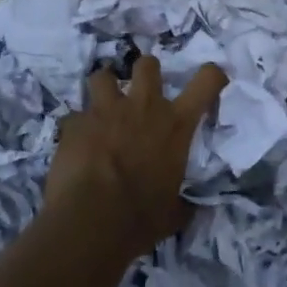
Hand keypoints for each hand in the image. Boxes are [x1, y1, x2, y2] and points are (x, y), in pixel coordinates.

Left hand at [47, 57, 227, 259]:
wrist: (90, 221)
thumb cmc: (140, 218)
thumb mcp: (173, 213)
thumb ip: (182, 204)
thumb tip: (189, 209)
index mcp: (176, 125)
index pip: (206, 81)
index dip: (212, 75)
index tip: (211, 79)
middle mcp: (143, 107)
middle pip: (147, 64)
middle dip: (145, 71)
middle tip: (142, 91)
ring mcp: (106, 110)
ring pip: (103, 76)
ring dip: (104, 89)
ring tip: (102, 107)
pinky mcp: (75, 123)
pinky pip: (74, 116)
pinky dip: (76, 127)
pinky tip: (75, 144)